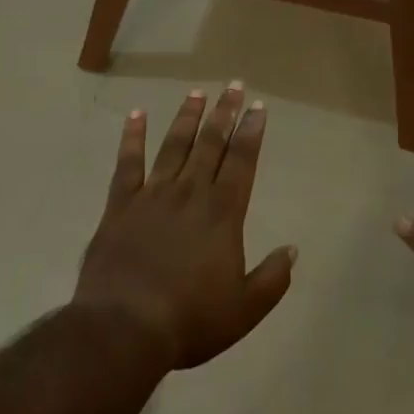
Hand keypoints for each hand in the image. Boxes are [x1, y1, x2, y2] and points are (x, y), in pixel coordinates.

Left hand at [75, 83, 295, 370]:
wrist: (124, 328)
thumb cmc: (189, 320)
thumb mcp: (244, 310)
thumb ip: (272, 278)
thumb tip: (292, 249)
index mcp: (223, 212)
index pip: (242, 161)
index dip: (251, 131)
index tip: (257, 107)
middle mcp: (191, 192)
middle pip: (211, 143)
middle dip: (225, 112)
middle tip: (233, 85)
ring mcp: (153, 194)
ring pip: (174, 145)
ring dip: (187, 117)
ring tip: (197, 93)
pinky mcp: (121, 204)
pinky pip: (128, 163)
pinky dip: (132, 137)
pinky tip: (136, 115)